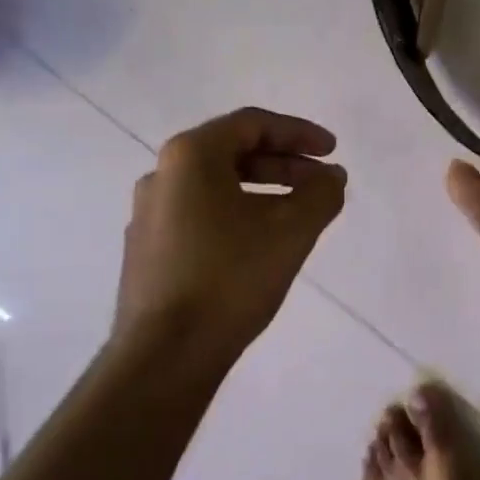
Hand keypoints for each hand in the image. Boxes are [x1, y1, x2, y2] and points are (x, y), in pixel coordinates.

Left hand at [116, 107, 346, 356]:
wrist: (165, 354)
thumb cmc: (230, 278)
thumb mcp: (291, 231)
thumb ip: (320, 194)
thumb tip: (331, 176)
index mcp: (190, 156)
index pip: (252, 124)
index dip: (299, 133)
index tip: (332, 151)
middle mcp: (161, 175)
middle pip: (232, 152)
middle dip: (283, 164)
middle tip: (320, 183)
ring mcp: (148, 214)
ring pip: (216, 186)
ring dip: (262, 191)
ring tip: (297, 215)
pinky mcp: (147, 249)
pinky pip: (200, 215)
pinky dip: (237, 215)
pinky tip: (259, 244)